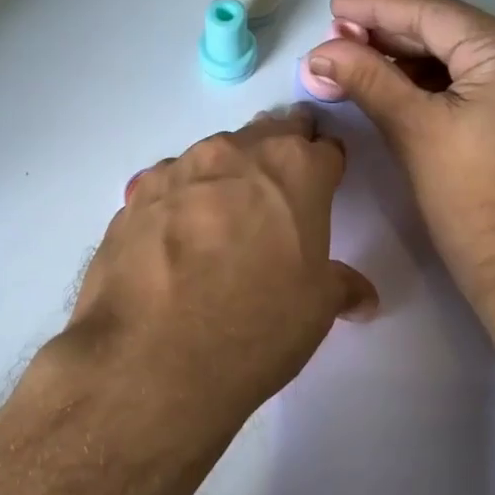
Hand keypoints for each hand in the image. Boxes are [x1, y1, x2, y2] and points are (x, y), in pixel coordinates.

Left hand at [63, 106, 377, 424]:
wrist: (152, 358)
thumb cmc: (256, 326)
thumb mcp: (316, 309)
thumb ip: (341, 287)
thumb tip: (361, 297)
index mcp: (294, 169)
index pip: (324, 148)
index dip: (327, 168)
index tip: (323, 186)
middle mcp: (234, 153)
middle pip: (267, 135)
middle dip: (279, 157)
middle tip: (279, 194)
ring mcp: (176, 170)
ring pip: (213, 157)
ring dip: (226, 177)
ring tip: (222, 222)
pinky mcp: (132, 198)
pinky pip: (168, 187)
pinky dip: (180, 202)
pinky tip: (175, 242)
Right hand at [306, 0, 494, 309]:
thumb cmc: (469, 199)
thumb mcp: (413, 131)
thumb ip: (367, 80)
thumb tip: (319, 53)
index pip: (433, 15)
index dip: (377, 9)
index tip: (332, 9)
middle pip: (450, 33)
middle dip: (390, 37)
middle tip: (336, 42)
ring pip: (463, 61)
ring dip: (410, 63)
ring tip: (357, 63)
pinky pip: (478, 86)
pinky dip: (437, 85)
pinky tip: (398, 88)